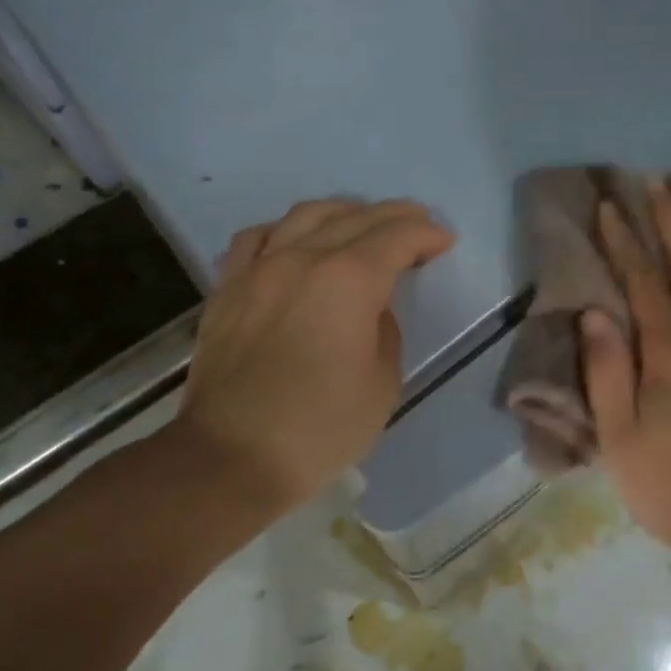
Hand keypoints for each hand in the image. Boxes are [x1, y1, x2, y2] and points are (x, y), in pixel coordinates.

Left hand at [171, 198, 453, 515]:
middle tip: (417, 224)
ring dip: (342, 212)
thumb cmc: (320, 428)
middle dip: (394, 216)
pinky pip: (256, 238)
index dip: (425, 234)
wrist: (231, 458)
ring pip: (304, 216)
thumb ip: (385, 331)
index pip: (396, 237)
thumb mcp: (382, 384)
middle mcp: (301, 259)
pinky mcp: (227, 288)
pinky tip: (294, 242)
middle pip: (354, 217)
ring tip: (361, 223)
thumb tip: (370, 309)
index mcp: (348, 281)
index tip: (443, 241)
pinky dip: (285, 230)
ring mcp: (258, 269)